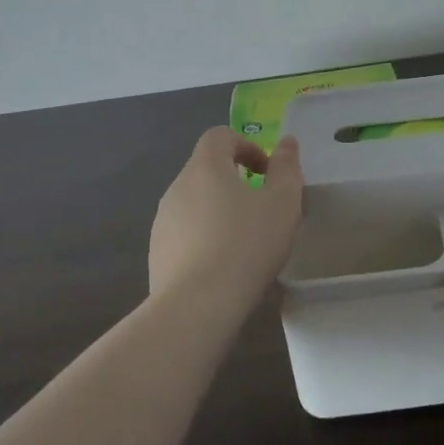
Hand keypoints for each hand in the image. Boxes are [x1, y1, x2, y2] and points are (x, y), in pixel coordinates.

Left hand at [149, 129, 304, 310]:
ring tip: (246, 243)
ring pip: (196, 203)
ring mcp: (163, 222)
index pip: (220, 136)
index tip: (267, 174)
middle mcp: (177, 187)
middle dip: (236, 182)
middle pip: (207, 170)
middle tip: (263, 209)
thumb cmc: (246, 245)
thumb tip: (286, 142)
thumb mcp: (282, 202)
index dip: (247, 146)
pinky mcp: (157, 254)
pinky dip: (205, 239)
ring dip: (220, 212)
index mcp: (205, 167)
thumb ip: (286, 167)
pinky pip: (185, 234)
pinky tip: (225, 268)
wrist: (196, 308)